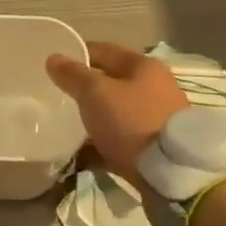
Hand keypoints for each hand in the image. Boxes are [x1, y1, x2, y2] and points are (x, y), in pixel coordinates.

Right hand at [45, 40, 187, 181]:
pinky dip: (102, 145)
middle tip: (58, 97)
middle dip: (85, 89)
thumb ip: (72, 74)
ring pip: (116, 113)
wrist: (171, 174)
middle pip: (111, 82)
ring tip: (66, 128)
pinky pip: (121, 140)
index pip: (104, 50)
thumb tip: (53, 58)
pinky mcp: (156, 149)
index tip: (54, 64)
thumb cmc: (132, 121)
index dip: (77, 54)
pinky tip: (81, 155)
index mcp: (143, 66)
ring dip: (93, 118)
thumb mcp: (95, 93)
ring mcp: (157, 119)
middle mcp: (154, 88)